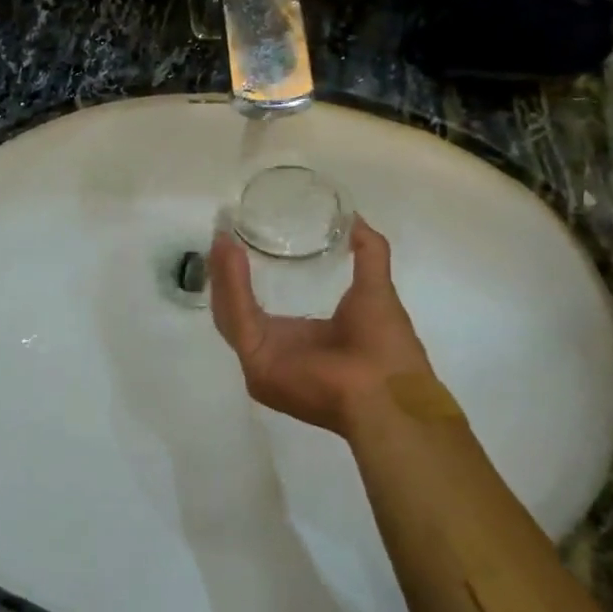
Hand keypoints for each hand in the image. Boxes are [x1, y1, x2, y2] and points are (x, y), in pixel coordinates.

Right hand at [208, 215, 436, 435]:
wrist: (391, 393)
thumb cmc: (386, 347)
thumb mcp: (374, 288)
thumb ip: (369, 253)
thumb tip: (355, 218)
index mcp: (296, 340)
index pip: (255, 306)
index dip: (243, 274)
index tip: (237, 239)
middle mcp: (274, 352)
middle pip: (234, 308)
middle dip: (224, 273)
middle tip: (221, 236)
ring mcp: (262, 362)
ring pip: (230, 312)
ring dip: (223, 274)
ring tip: (222, 240)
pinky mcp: (257, 364)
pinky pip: (238, 319)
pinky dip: (231, 285)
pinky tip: (230, 255)